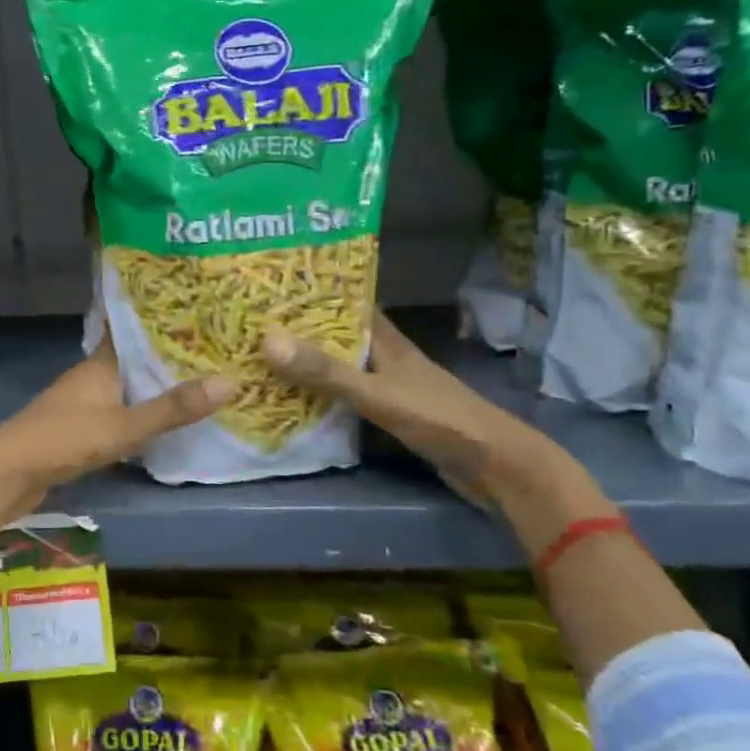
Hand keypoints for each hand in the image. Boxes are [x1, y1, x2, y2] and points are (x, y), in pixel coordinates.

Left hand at [0, 338, 229, 518]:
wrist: (6, 474)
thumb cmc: (64, 440)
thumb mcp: (124, 426)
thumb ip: (172, 409)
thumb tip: (230, 383)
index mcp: (99, 364)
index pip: (132, 330)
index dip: (160, 321)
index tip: (196, 311)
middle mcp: (90, 377)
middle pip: (132, 360)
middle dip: (166, 357)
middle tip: (213, 350)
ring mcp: (80, 405)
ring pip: (124, 388)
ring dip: (152, 388)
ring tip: (197, 384)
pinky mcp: (76, 431)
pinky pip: (116, 415)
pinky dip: (138, 415)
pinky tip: (162, 424)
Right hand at [262, 313, 538, 508]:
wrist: (494, 465)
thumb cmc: (438, 418)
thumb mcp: (376, 393)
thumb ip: (325, 371)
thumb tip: (267, 340)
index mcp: (387, 341)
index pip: (348, 304)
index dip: (315, 292)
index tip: (274, 286)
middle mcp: (386, 357)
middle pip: (338, 335)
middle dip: (301, 329)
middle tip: (255, 324)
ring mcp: (389, 386)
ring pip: (340, 366)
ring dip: (309, 363)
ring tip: (263, 358)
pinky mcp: (390, 414)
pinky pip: (346, 396)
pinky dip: (321, 395)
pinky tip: (294, 400)